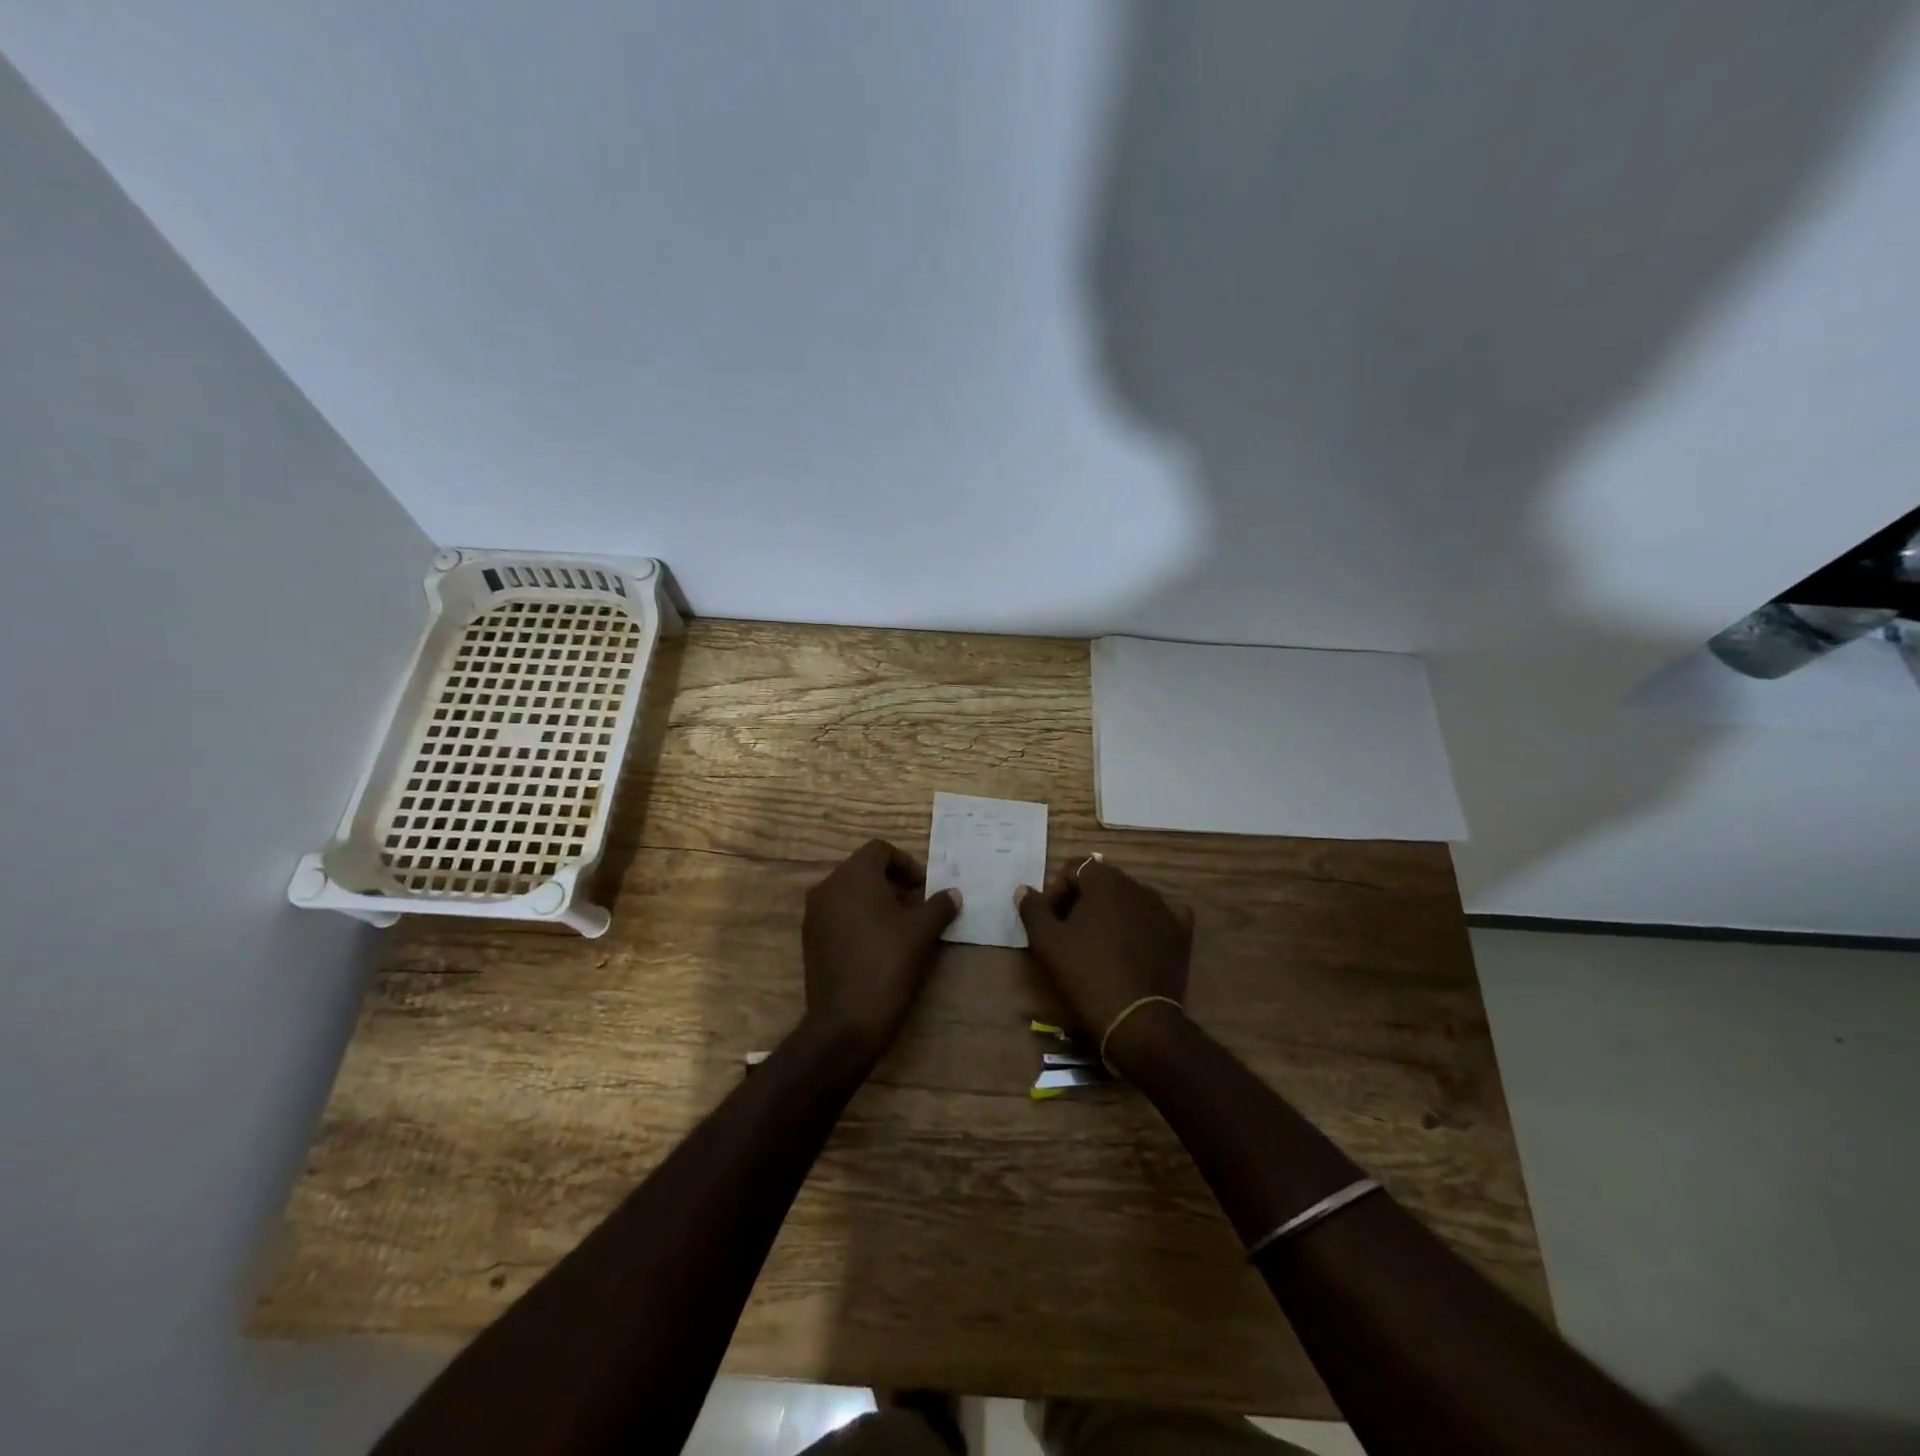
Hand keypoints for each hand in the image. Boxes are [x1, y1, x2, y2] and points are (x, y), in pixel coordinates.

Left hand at [802, 840, 959, 1061]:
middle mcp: (828, 886)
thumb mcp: (923, 932)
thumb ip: (939, 906)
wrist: (845, 1021)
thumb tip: (953, 894)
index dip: (906, 864)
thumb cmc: (888, 963)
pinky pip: (837, 914)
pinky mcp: (810, 939)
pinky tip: (876, 945)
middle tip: (916, 906)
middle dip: (891, 882)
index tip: (923, 888)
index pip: (880, 849)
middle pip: (863, 869)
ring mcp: (814, 913)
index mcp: (854, 875)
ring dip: (874, 900)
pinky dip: (857, 918)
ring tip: (899, 927)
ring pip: (849, 892)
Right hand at [1016, 858, 1191, 1065]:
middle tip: (1069, 934)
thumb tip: (1024, 889)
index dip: (1056, 891)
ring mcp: (1164, 909)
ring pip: (1129, 900)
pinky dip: (1145, 925)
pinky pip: (1160, 918)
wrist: (1138, 1020)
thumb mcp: (1047, 942)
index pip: (1073, 869)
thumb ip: (1033, 909)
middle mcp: (1137, 886)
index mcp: (1104, 881)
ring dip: (1111, 914)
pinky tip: (1137, 943)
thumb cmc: (1086, 974)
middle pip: (1101, 882)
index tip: (1049, 920)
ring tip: (1100, 946)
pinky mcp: (1180, 935)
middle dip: (1082, 901)